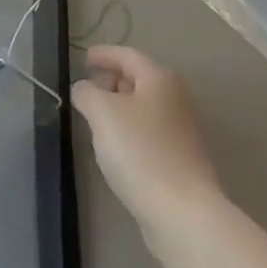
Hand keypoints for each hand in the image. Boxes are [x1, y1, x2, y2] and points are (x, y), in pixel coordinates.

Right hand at [71, 45, 222, 238]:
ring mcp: (183, 131)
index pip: (127, 55)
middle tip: (87, 90)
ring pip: (145, 108)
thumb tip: (84, 88)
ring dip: (120, 108)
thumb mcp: (102, 112)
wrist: (183, 213)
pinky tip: (116, 148)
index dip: (103, 54)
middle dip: (112, 81)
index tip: (83, 59)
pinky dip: (131, 131)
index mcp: (160, 79)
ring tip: (96, 119)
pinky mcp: (182, 160)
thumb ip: (86, 92)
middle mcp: (177, 99)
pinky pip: (150, 133)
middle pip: (140, 79)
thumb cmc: (140, 151)